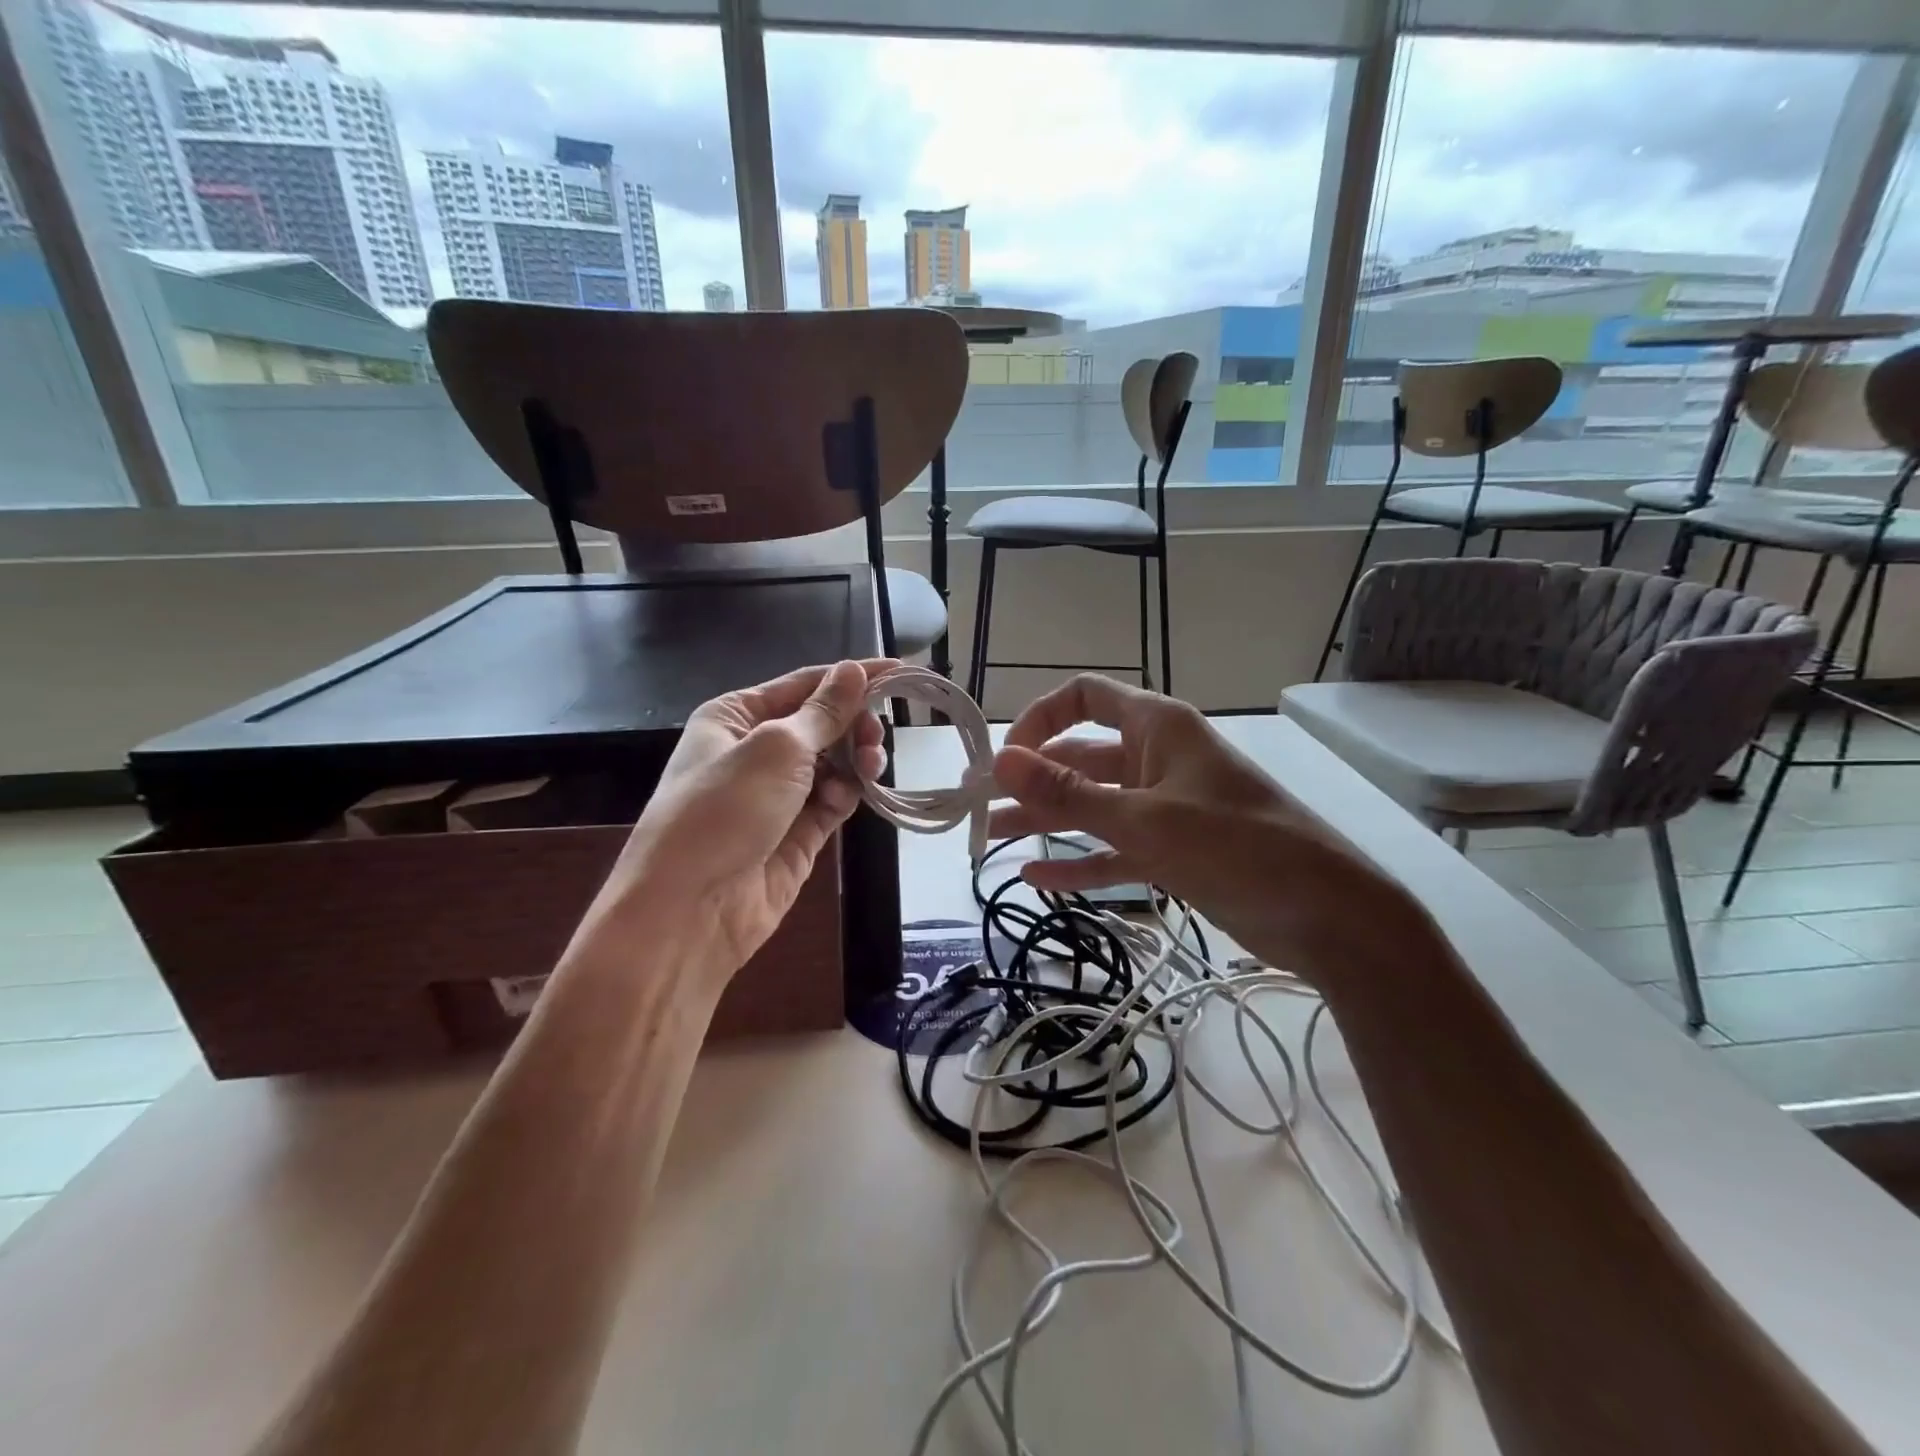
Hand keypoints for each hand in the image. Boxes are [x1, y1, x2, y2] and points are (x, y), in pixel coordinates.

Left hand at [597, 660, 892, 979]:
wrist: (691, 909)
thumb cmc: (724, 810)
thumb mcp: (776, 749)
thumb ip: (823, 712)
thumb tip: (853, 670)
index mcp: (736, 717)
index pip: (804, 684)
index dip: (852, 677)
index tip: (902, 672)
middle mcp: (756, 750)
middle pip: (822, 724)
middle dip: (854, 725)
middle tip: (876, 736)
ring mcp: (777, 794)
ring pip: (833, 763)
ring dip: (856, 760)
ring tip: (871, 766)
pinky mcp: (796, 832)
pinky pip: (832, 801)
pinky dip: (845, 795)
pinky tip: (847, 799)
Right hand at [987, 674, 1428, 980]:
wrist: (1327, 914)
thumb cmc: (1237, 846)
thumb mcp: (1144, 818)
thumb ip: (1069, 792)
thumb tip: (1001, 760)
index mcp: (1156, 727)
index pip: (1083, 697)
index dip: (1038, 719)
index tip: (1005, 759)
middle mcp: (1156, 758)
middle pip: (1080, 756)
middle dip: (1032, 779)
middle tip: (982, 806)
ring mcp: (1165, 806)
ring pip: (1093, 805)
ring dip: (1046, 820)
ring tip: (993, 839)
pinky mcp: (1174, 850)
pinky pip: (1114, 848)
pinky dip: (1079, 861)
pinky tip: (1035, 878)